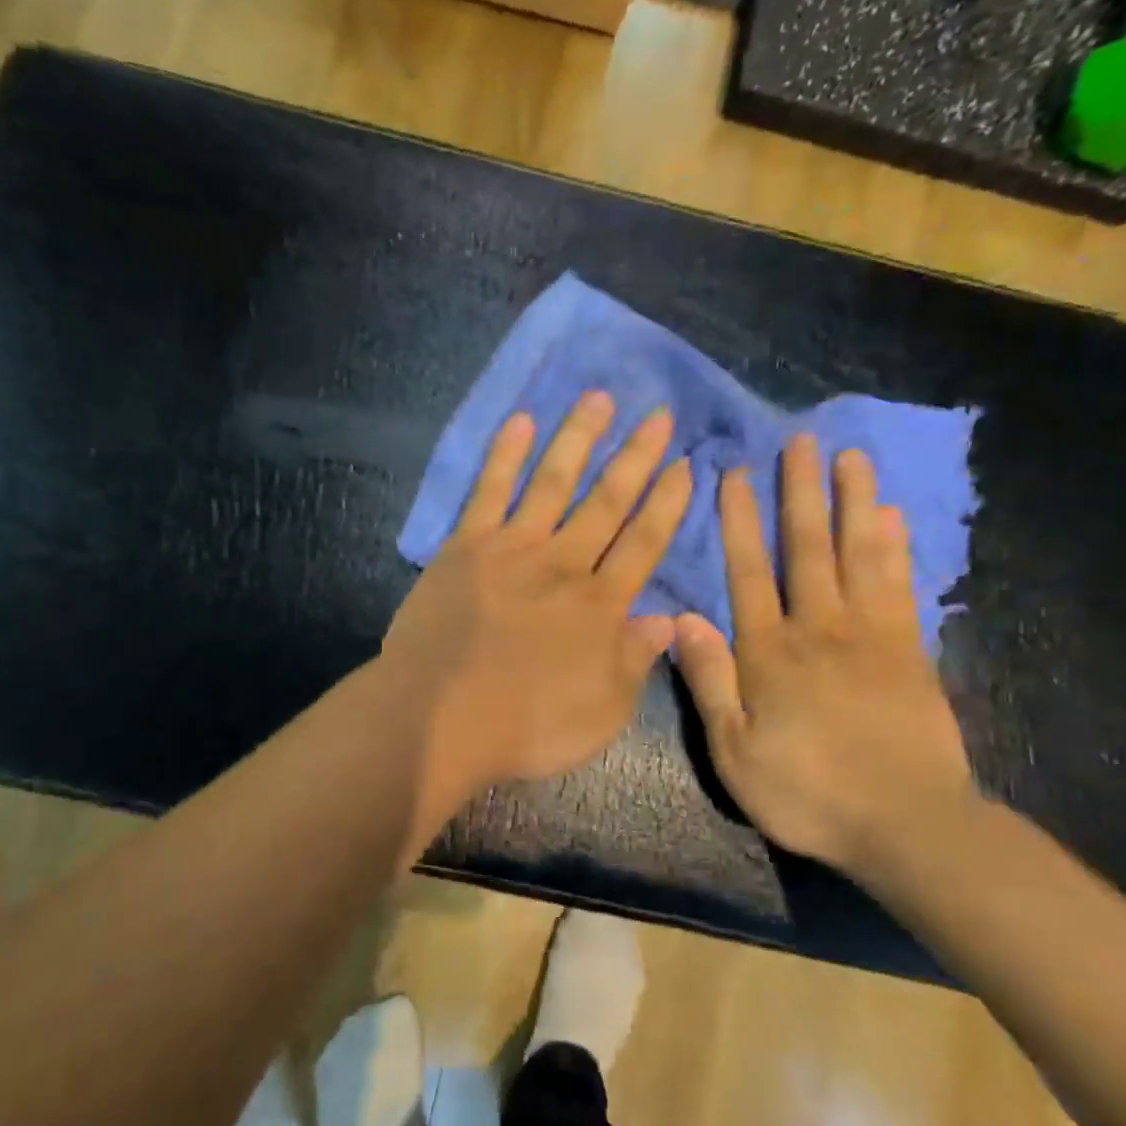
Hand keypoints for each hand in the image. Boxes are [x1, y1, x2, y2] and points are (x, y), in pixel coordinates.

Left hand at [383, 392, 691, 803]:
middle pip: (607, 503)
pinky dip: (504, 455)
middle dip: (636, 458)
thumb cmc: (525, 726)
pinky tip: (520, 421)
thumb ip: (635, 660)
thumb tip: (667, 618)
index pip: (644, 543)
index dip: (668, 504)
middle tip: (660, 415)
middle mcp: (563, 565)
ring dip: (578, 439)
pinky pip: (488, 492)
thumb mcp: (603, 712)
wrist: (439, 718)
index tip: (687, 465)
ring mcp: (512, 550)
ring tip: (599, 398)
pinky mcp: (465, 547)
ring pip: (553, 482)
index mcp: (600, 606)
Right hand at [674, 434, 974, 876]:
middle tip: (801, 440)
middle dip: (801, 493)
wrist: (906, 825)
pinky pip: (901, 587)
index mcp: (770, 653)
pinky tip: (893, 517)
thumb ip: (710, 682)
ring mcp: (872, 637)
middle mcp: (819, 629)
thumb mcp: (735, 752)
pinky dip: (896, 548)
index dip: (740, 522)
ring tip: (851, 457)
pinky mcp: (911, 653)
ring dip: (853, 503)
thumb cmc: (807, 792)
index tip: (737, 474)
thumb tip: (683, 619)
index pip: (749, 573)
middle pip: (808, 549)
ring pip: (860, 556)